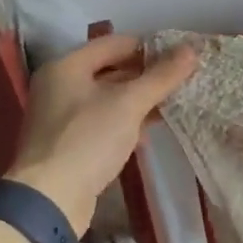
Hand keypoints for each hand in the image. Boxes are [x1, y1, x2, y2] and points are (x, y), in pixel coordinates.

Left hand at [6, 34, 197, 235]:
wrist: (51, 200)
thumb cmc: (88, 140)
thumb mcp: (129, 103)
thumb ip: (161, 76)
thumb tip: (192, 49)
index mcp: (66, 67)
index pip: (114, 43)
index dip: (149, 46)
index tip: (180, 54)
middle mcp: (59, 86)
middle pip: (110, 69)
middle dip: (146, 74)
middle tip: (181, 78)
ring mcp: (61, 116)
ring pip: (108, 97)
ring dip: (138, 99)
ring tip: (173, 101)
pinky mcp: (69, 143)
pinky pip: (103, 121)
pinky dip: (126, 121)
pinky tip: (149, 130)